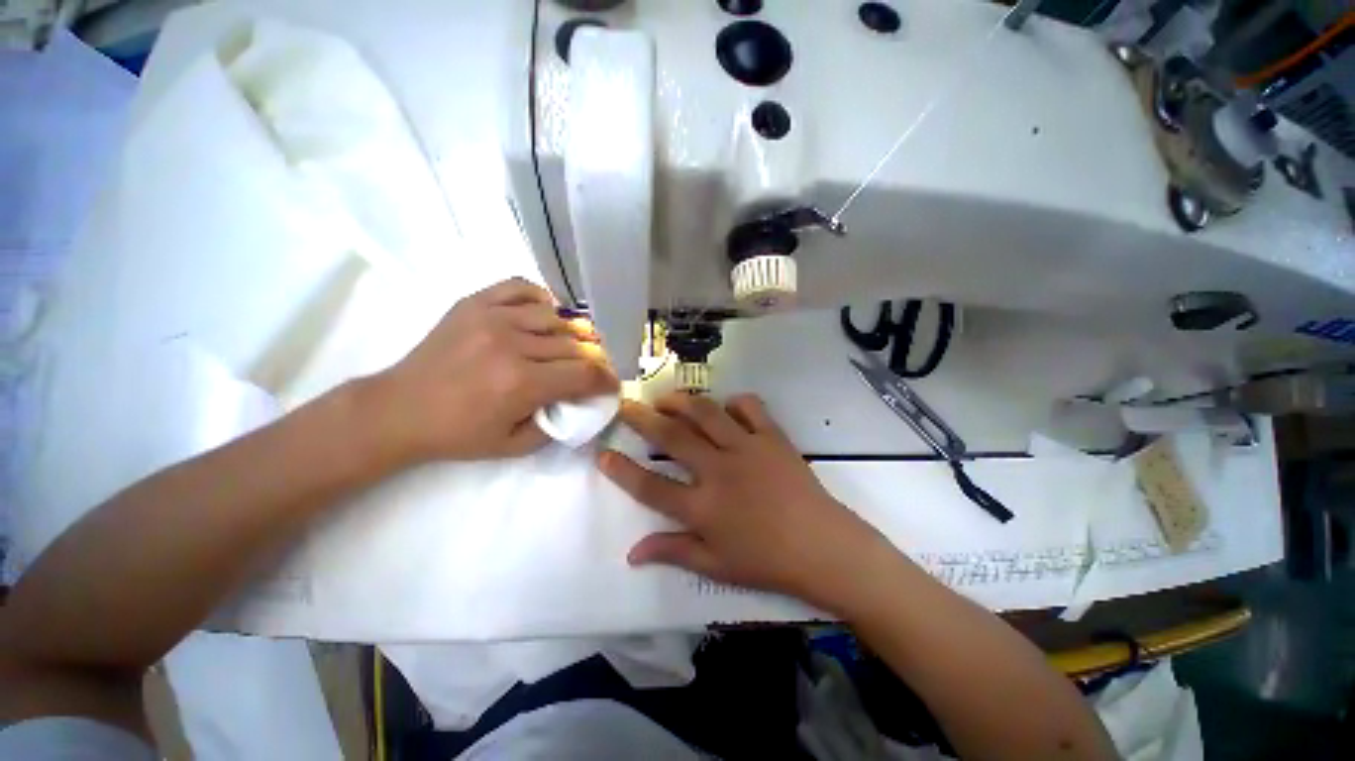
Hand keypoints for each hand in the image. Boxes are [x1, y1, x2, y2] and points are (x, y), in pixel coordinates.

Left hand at [364, 278, 617, 462]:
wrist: (399, 409)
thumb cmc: (458, 434)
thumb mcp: (514, 445)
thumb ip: (557, 425)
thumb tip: (581, 402)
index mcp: (521, 383)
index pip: (584, 373)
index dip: (606, 379)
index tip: (611, 385)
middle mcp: (511, 344)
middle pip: (575, 345)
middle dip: (595, 360)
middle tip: (595, 370)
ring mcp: (492, 317)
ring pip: (555, 317)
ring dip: (573, 334)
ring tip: (573, 346)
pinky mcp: (474, 303)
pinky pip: (521, 288)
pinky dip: (541, 299)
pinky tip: (545, 314)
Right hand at [598, 393, 891, 609]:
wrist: (823, 547)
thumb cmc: (767, 561)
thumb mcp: (716, 565)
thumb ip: (673, 552)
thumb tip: (632, 554)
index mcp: (703, 506)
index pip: (650, 486)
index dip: (621, 470)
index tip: (603, 453)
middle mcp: (719, 470)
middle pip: (672, 437)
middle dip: (643, 418)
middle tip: (627, 404)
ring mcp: (747, 448)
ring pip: (706, 413)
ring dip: (681, 401)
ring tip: (666, 398)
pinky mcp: (772, 437)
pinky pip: (750, 407)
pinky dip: (735, 402)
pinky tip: (726, 406)